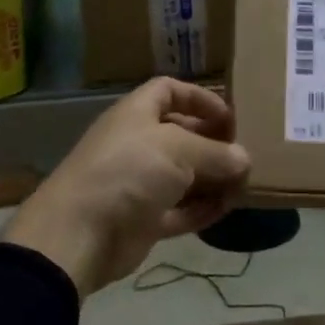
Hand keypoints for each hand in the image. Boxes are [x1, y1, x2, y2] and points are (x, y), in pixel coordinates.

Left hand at [2, 78, 250, 297]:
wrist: (79, 233)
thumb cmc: (129, 171)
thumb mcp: (178, 150)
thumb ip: (215, 152)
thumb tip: (244, 159)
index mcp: (137, 114)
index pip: (169, 91)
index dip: (199, 98)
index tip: (229, 115)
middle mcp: (137, 143)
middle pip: (180, 134)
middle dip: (212, 142)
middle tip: (244, 153)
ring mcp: (138, 183)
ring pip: (182, 175)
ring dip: (212, 179)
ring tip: (244, 184)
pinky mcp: (142, 219)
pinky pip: (179, 209)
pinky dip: (201, 209)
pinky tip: (227, 209)